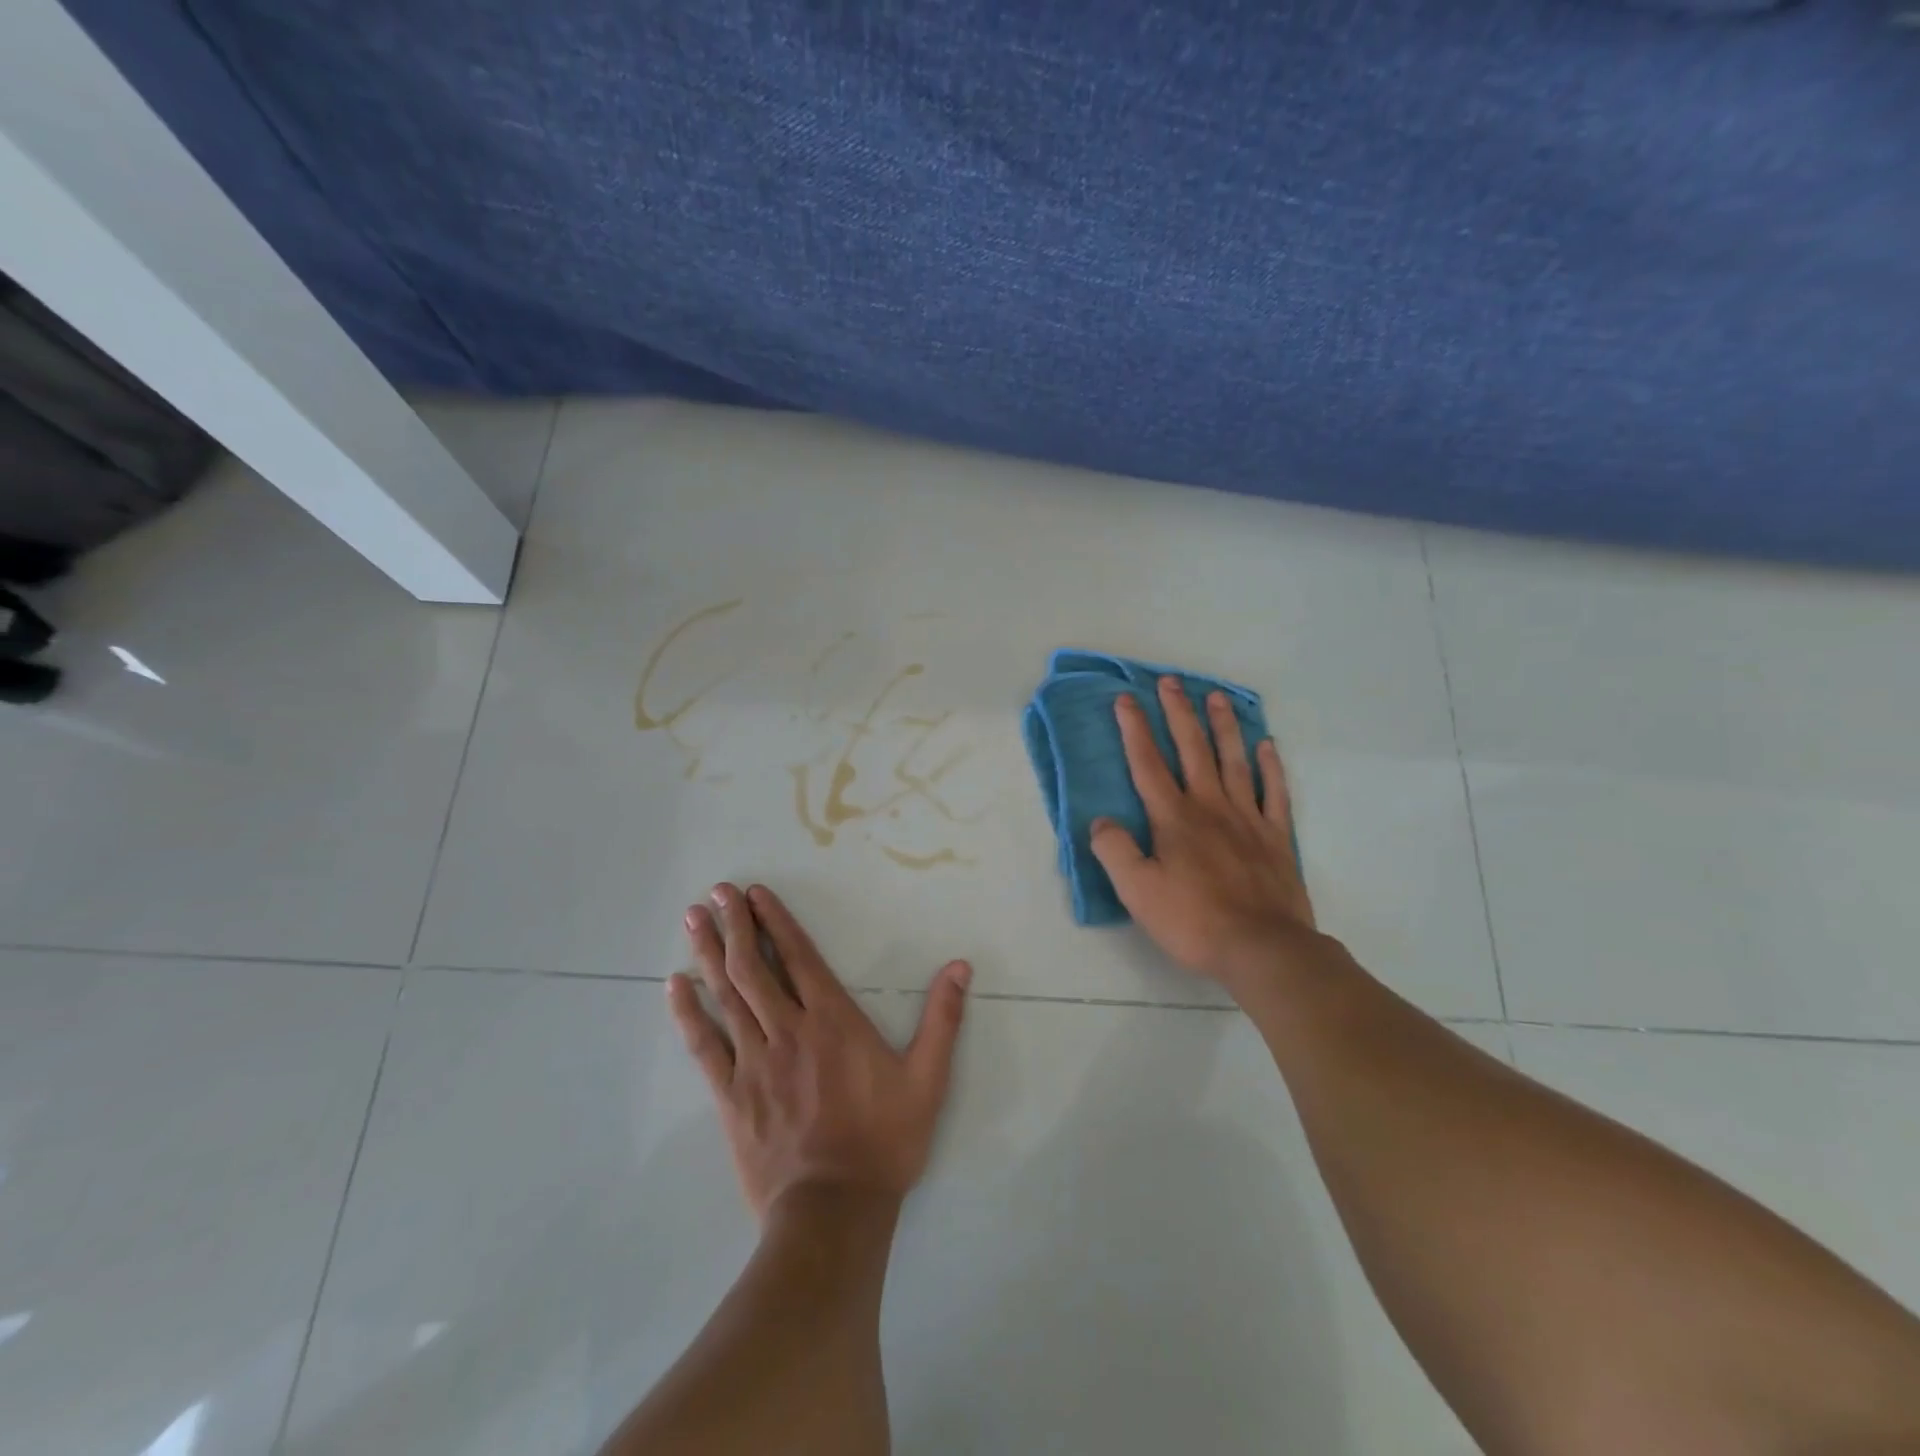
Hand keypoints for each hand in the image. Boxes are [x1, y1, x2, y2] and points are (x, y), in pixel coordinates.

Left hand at [667, 882, 970, 1222]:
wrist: (832, 1211)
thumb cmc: (884, 1141)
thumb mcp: (928, 1079)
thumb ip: (943, 1019)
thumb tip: (961, 966)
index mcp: (833, 1021)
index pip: (799, 957)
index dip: (776, 922)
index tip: (755, 894)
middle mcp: (789, 1030)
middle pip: (755, 967)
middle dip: (735, 926)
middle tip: (716, 893)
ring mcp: (754, 1061)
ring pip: (727, 996)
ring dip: (709, 953)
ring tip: (693, 919)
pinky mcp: (730, 1095)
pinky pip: (703, 1045)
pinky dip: (688, 1012)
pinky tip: (674, 986)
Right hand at [1090, 676, 1319, 991]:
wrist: (1262, 948)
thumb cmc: (1193, 920)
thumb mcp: (1137, 891)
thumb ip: (1114, 851)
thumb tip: (1101, 821)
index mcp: (1174, 818)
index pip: (1148, 764)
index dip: (1134, 730)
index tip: (1125, 699)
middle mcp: (1210, 806)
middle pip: (1192, 749)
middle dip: (1178, 713)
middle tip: (1170, 682)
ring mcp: (1247, 818)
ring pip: (1233, 760)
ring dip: (1222, 726)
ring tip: (1215, 696)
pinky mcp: (1276, 837)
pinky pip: (1274, 792)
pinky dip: (1270, 766)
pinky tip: (1267, 745)